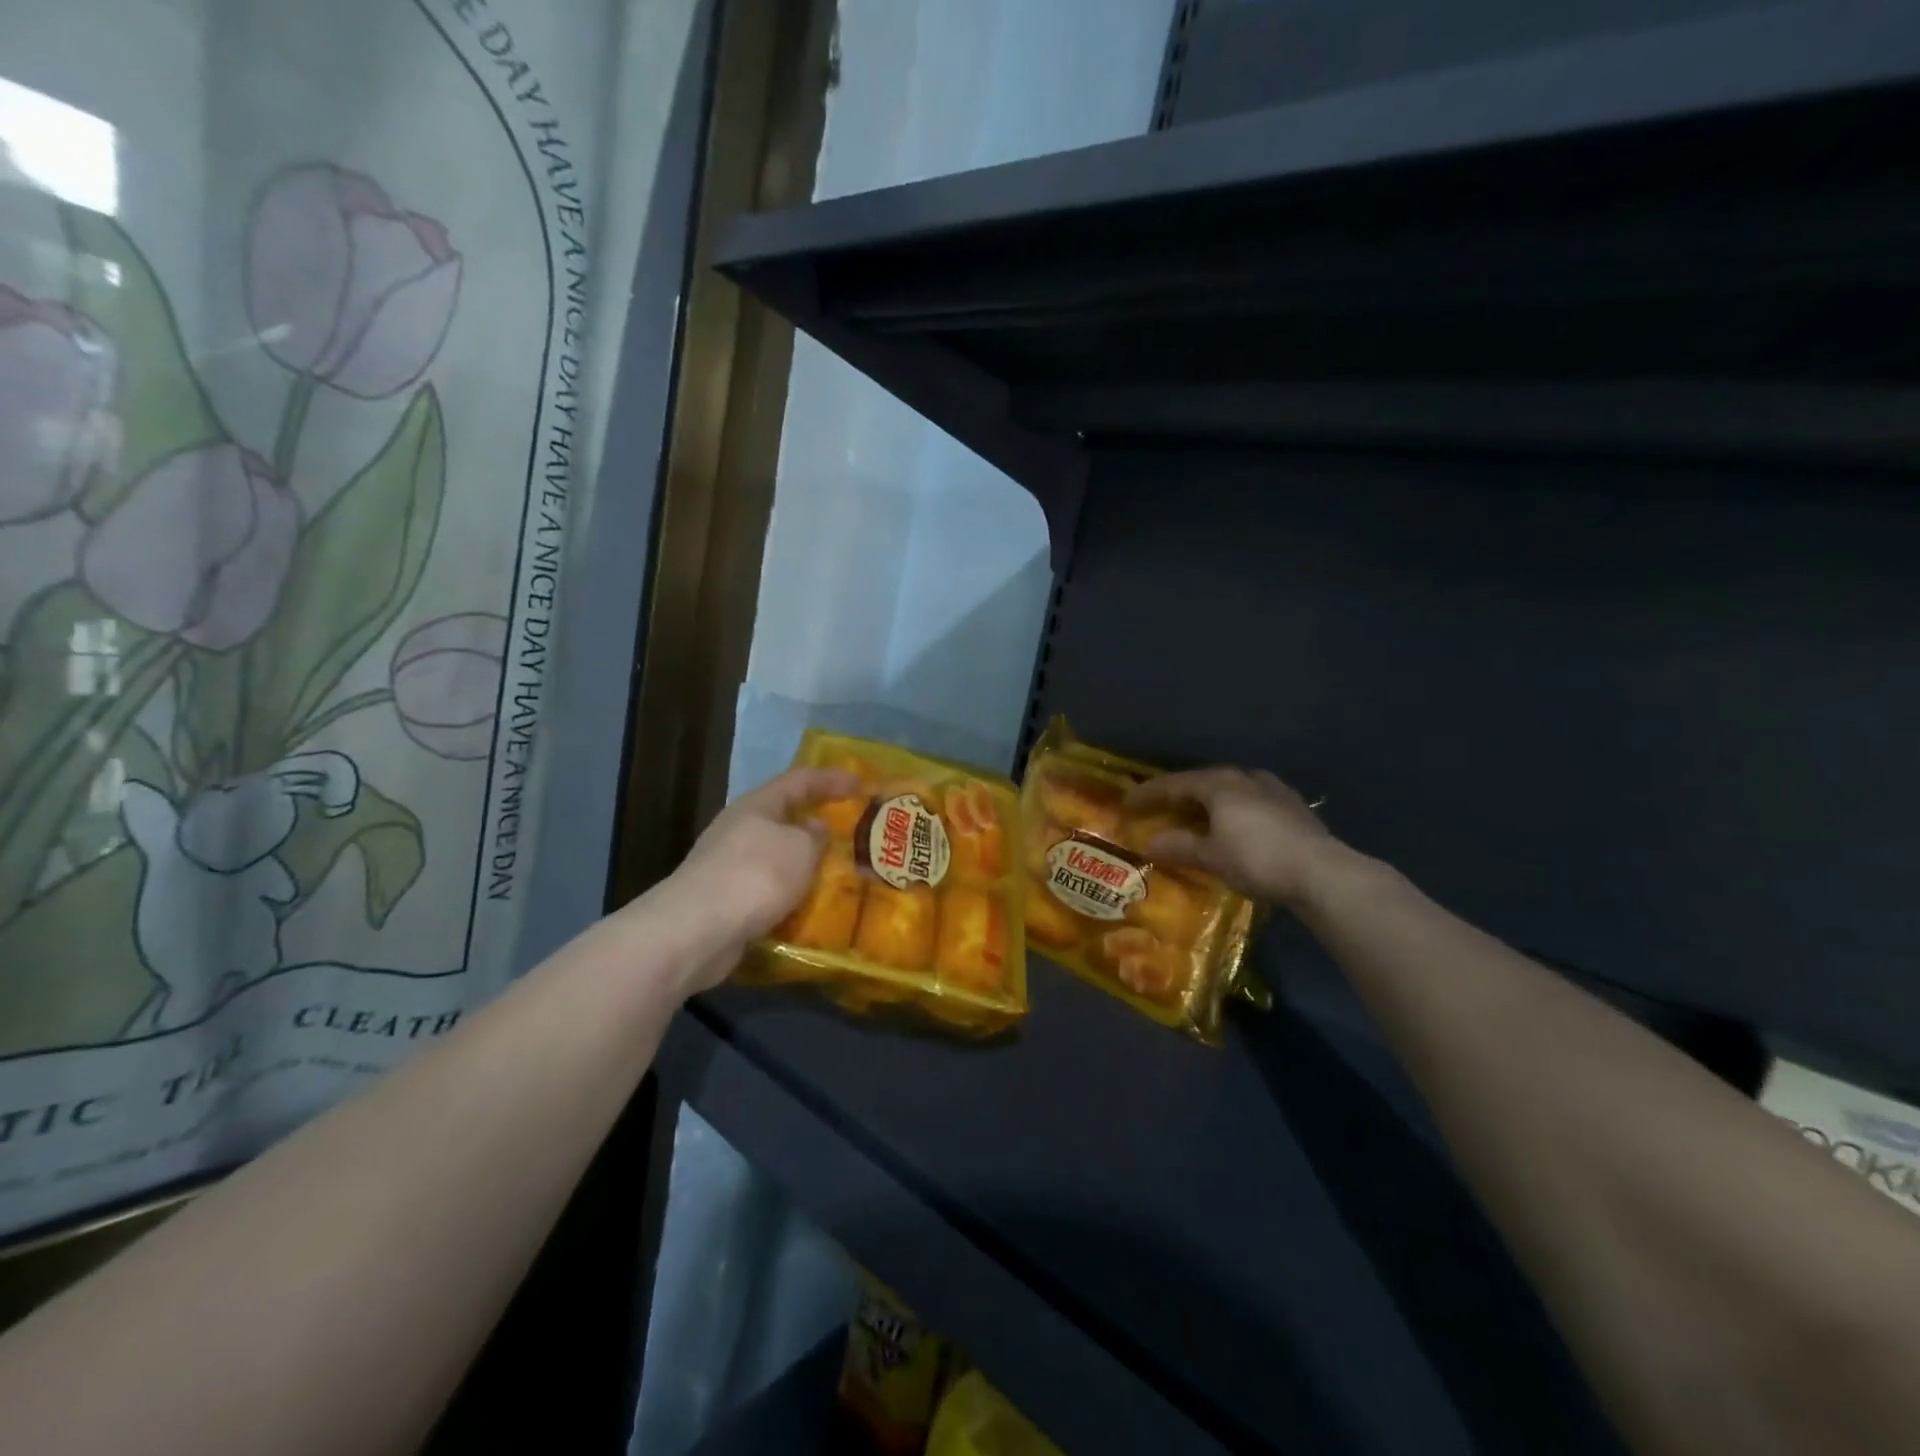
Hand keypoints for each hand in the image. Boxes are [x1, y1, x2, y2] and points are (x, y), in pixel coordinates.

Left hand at [667, 766, 860, 989]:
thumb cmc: (755, 876)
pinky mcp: (725, 900)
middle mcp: (739, 829)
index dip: (831, 779)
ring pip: (776, 856)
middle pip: (783, 817)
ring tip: (836, 873)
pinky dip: (789, 893)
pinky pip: (767, 888)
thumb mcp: (800, 850)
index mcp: (756, 806)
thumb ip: (816, 837)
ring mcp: (728, 865)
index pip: (799, 780)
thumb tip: (816, 828)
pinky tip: (808, 906)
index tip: (861, 783)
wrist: (696, 930)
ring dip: (803, 863)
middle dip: (815, 823)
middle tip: (849, 831)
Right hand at [1128, 766, 1341, 907]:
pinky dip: (1236, 809)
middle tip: (1163, 807)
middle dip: (1182, 793)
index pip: (1175, 783)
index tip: (1128, 803)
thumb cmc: (1257, 859)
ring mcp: (1274, 791)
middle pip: (1205, 781)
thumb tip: (1150, 842)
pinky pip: (1253, 801)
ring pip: (1233, 788)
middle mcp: (1246, 779)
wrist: (1321, 872)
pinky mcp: (1294, 808)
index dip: (1149, 794)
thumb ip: (1180, 846)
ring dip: (1212, 799)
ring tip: (1200, 814)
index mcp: (1220, 785)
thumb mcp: (1211, 856)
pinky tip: (1237, 824)